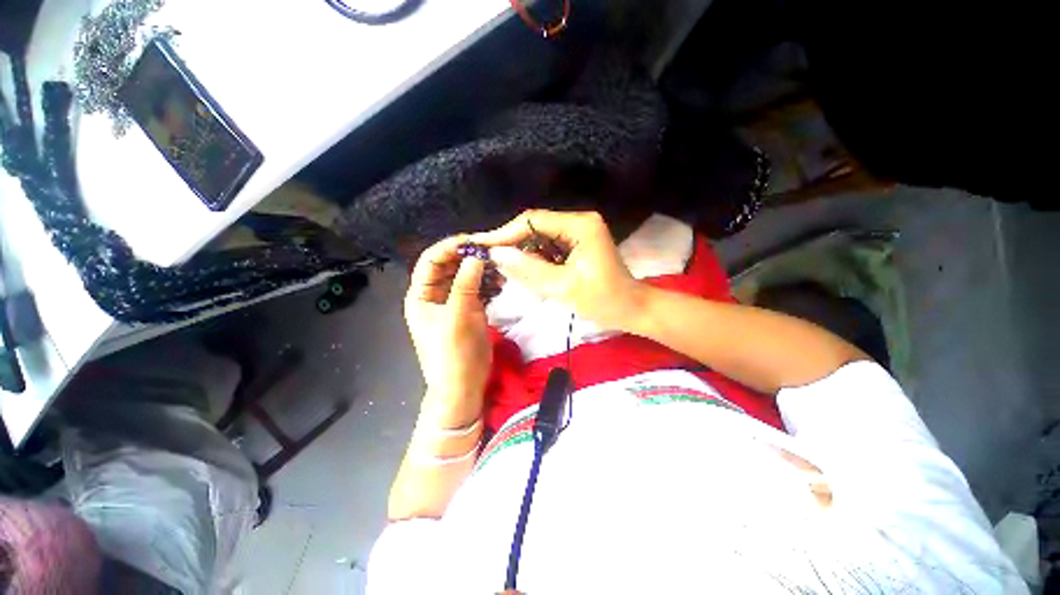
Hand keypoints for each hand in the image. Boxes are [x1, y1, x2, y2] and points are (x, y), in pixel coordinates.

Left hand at [404, 236, 491, 428]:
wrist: (463, 386)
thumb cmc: (454, 353)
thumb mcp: (458, 316)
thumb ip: (466, 284)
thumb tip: (477, 256)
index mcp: (421, 295)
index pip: (431, 260)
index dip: (450, 247)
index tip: (474, 241)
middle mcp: (435, 295)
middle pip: (450, 266)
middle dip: (469, 257)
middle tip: (493, 251)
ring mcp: (453, 302)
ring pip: (466, 276)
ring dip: (481, 270)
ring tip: (500, 269)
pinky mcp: (469, 310)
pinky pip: (477, 289)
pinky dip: (488, 283)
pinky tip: (501, 283)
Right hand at [470, 210, 644, 329]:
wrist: (631, 310)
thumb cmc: (603, 300)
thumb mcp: (563, 287)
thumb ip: (529, 269)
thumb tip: (496, 254)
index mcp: (580, 225)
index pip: (533, 221)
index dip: (505, 233)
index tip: (482, 245)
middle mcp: (578, 221)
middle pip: (535, 227)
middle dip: (512, 243)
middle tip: (489, 258)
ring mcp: (578, 232)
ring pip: (540, 238)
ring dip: (522, 252)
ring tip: (502, 266)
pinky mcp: (577, 245)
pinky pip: (548, 247)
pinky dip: (535, 258)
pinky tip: (524, 270)